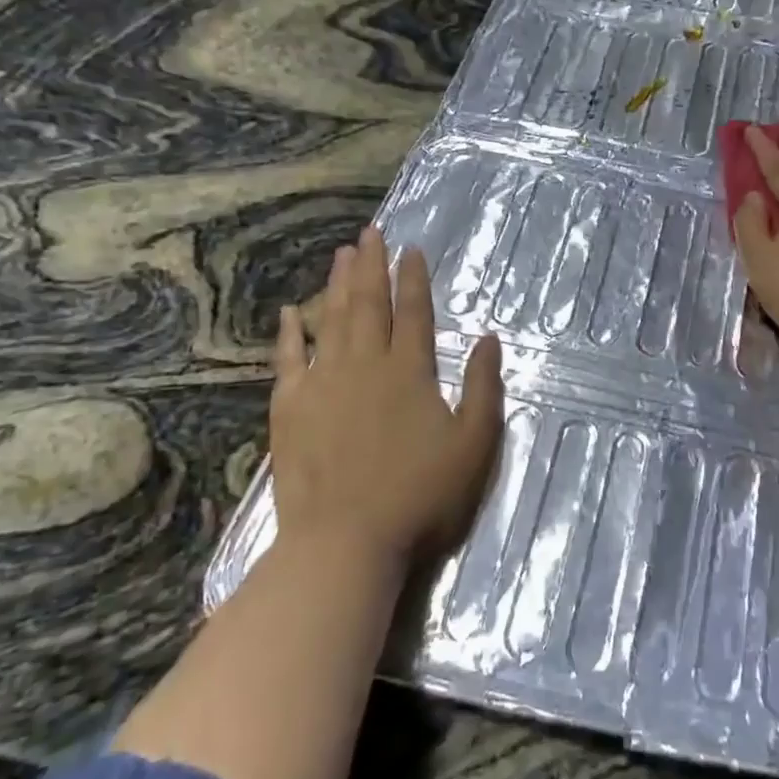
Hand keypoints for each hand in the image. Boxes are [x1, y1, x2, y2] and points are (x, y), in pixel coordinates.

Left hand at [269, 225, 503, 569]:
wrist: (344, 544)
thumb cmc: (419, 496)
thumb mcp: (474, 445)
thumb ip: (484, 388)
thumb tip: (489, 338)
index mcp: (410, 371)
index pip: (413, 312)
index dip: (413, 278)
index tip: (411, 248)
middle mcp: (365, 365)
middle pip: (368, 304)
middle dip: (371, 266)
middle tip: (369, 233)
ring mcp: (323, 385)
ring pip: (331, 321)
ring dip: (337, 285)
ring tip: (341, 254)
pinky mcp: (290, 409)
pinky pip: (288, 359)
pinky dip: (290, 333)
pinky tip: (291, 311)